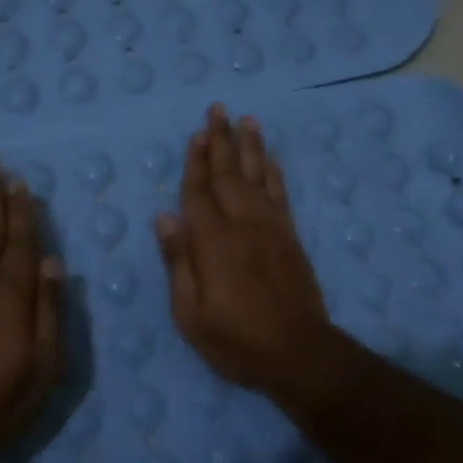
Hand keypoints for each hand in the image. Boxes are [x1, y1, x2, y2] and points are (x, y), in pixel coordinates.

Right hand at [155, 104, 338, 400]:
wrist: (298, 353)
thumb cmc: (236, 340)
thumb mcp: (190, 314)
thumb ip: (178, 262)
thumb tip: (164, 217)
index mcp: (212, 243)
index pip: (198, 193)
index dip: (195, 163)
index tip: (195, 134)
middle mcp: (242, 226)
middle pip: (228, 175)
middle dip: (221, 141)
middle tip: (218, 109)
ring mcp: (271, 229)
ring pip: (257, 177)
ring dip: (250, 147)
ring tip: (246, 120)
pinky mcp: (291, 239)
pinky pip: (280, 196)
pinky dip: (274, 174)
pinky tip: (270, 160)